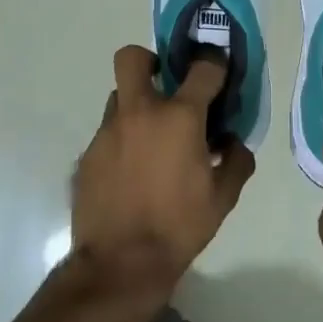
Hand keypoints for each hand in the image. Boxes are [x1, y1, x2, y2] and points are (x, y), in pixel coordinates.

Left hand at [70, 45, 254, 292]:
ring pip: (119, 98)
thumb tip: (233, 143)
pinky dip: (122, 142)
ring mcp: (107, 132)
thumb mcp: (223, 198)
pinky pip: (107, 134)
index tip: (218, 74)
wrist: (121, 263)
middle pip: (133, 58)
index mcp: (179, 118)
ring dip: (137, 107)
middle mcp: (139, 113)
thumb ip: (236, 162)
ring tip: (151, 140)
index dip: (214, 65)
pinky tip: (132, 173)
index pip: (202, 69)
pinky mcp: (87, 155)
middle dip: (150, 61)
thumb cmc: (179, 226)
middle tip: (165, 86)